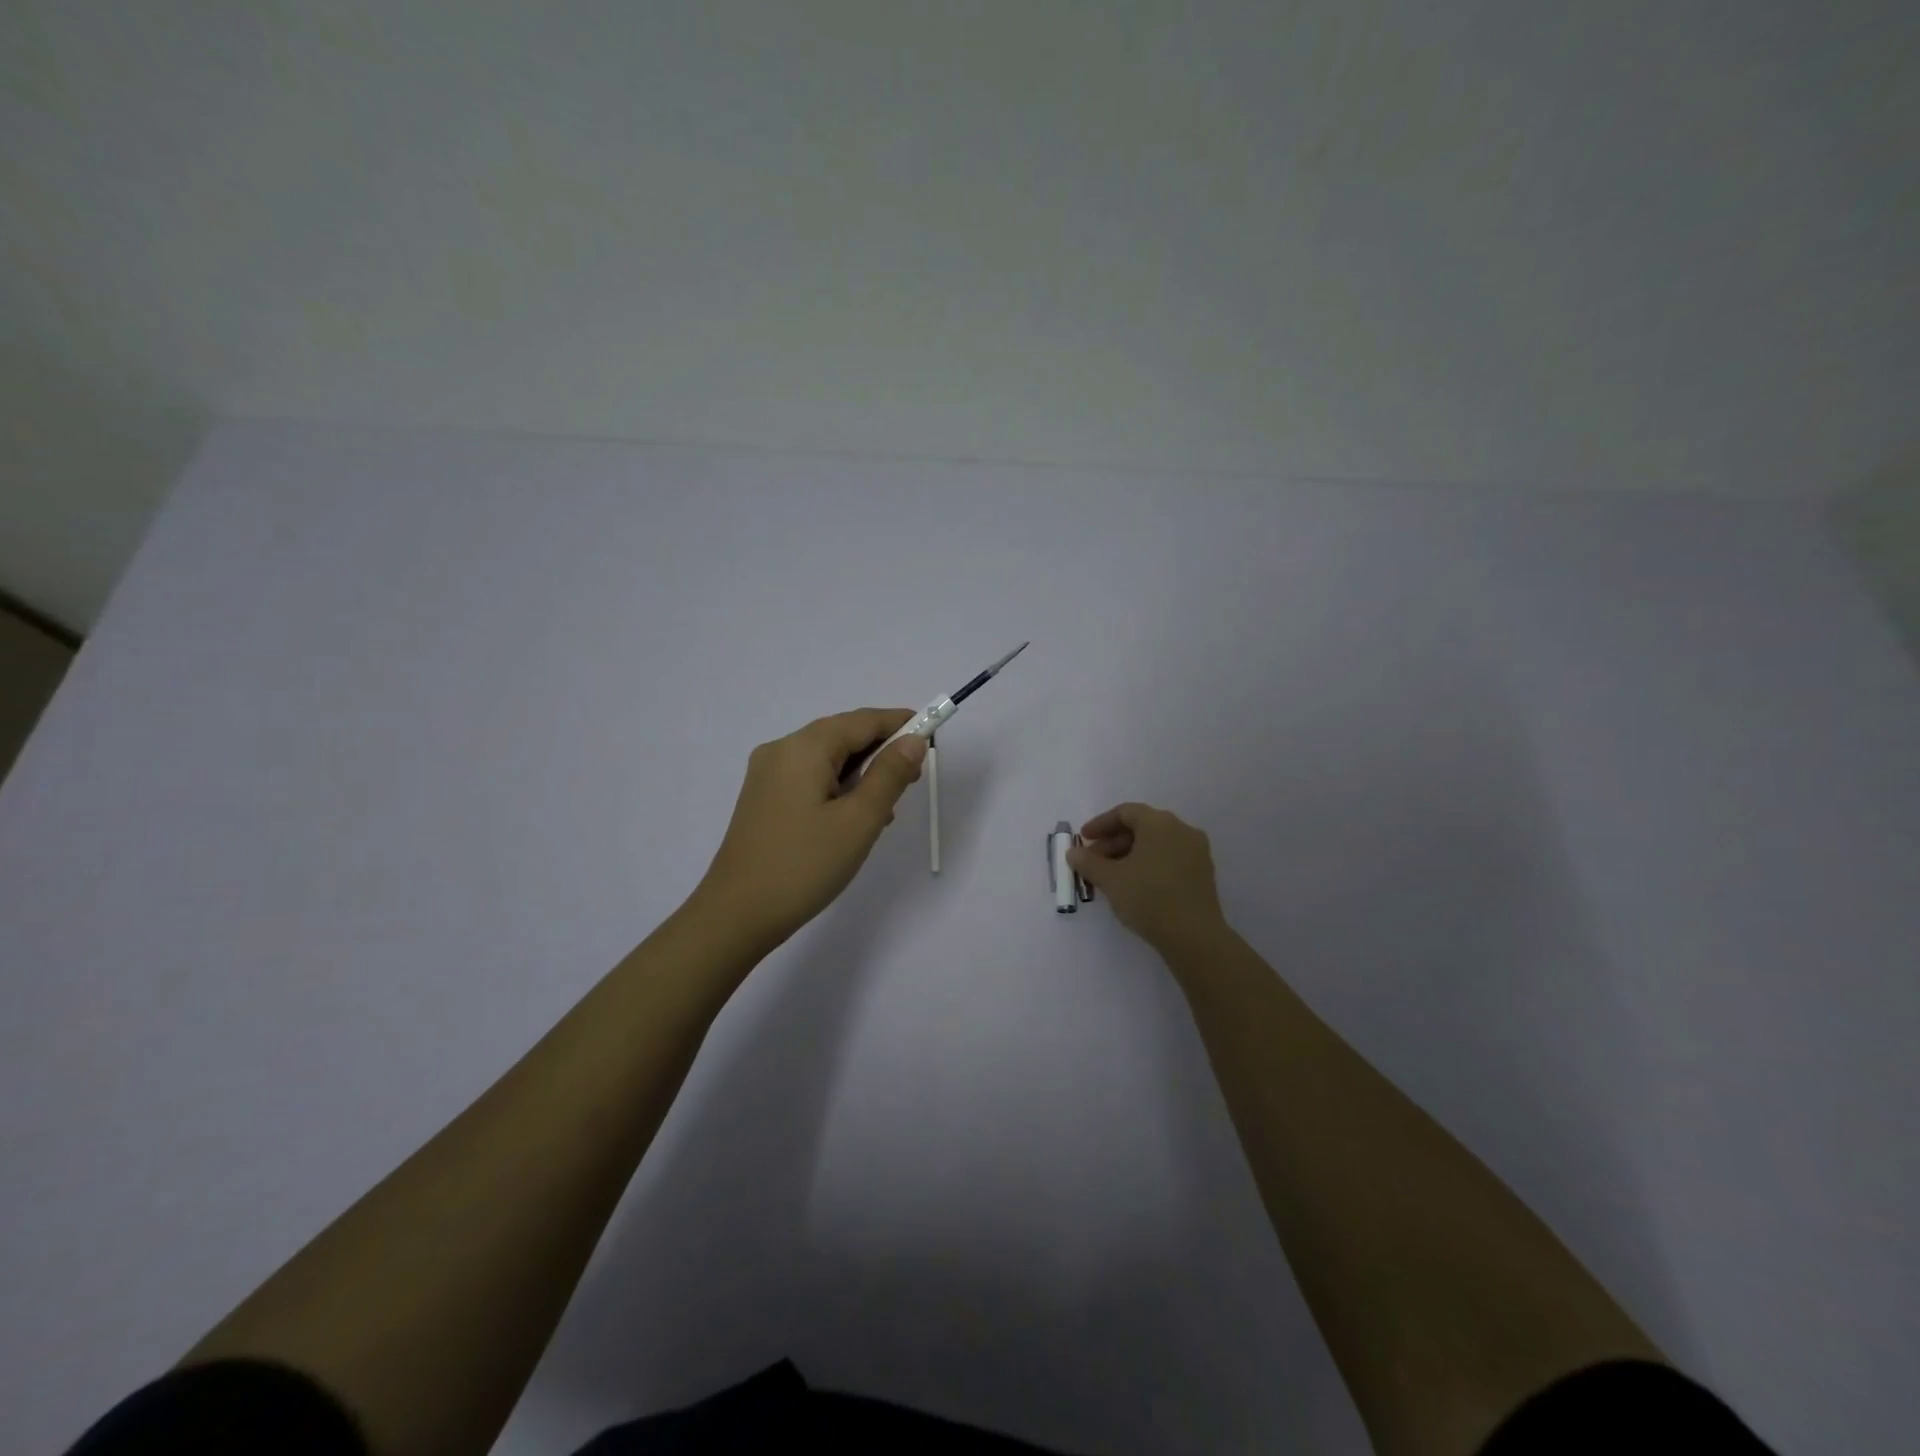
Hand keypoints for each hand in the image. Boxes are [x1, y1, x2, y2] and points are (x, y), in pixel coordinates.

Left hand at [692, 708, 927, 952]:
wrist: (736, 916)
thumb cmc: (804, 865)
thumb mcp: (859, 820)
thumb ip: (890, 775)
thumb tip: (913, 740)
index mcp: (804, 747)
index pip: (862, 720)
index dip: (900, 725)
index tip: (932, 738)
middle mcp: (781, 750)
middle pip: (842, 735)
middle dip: (881, 751)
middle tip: (912, 782)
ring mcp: (767, 775)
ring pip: (826, 759)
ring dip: (861, 773)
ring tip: (885, 810)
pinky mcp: (763, 799)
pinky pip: (809, 778)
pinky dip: (837, 788)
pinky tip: (853, 818)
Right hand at [1067, 802, 1227, 952]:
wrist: (1194, 936)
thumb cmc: (1148, 898)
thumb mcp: (1110, 879)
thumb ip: (1088, 862)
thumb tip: (1073, 853)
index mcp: (1159, 823)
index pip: (1125, 812)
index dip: (1100, 824)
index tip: (1083, 840)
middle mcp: (1181, 829)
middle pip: (1141, 827)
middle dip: (1113, 842)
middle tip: (1093, 862)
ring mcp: (1196, 851)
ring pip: (1156, 844)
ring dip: (1129, 854)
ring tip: (1110, 876)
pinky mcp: (1203, 873)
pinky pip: (1170, 858)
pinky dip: (1149, 864)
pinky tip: (1134, 885)